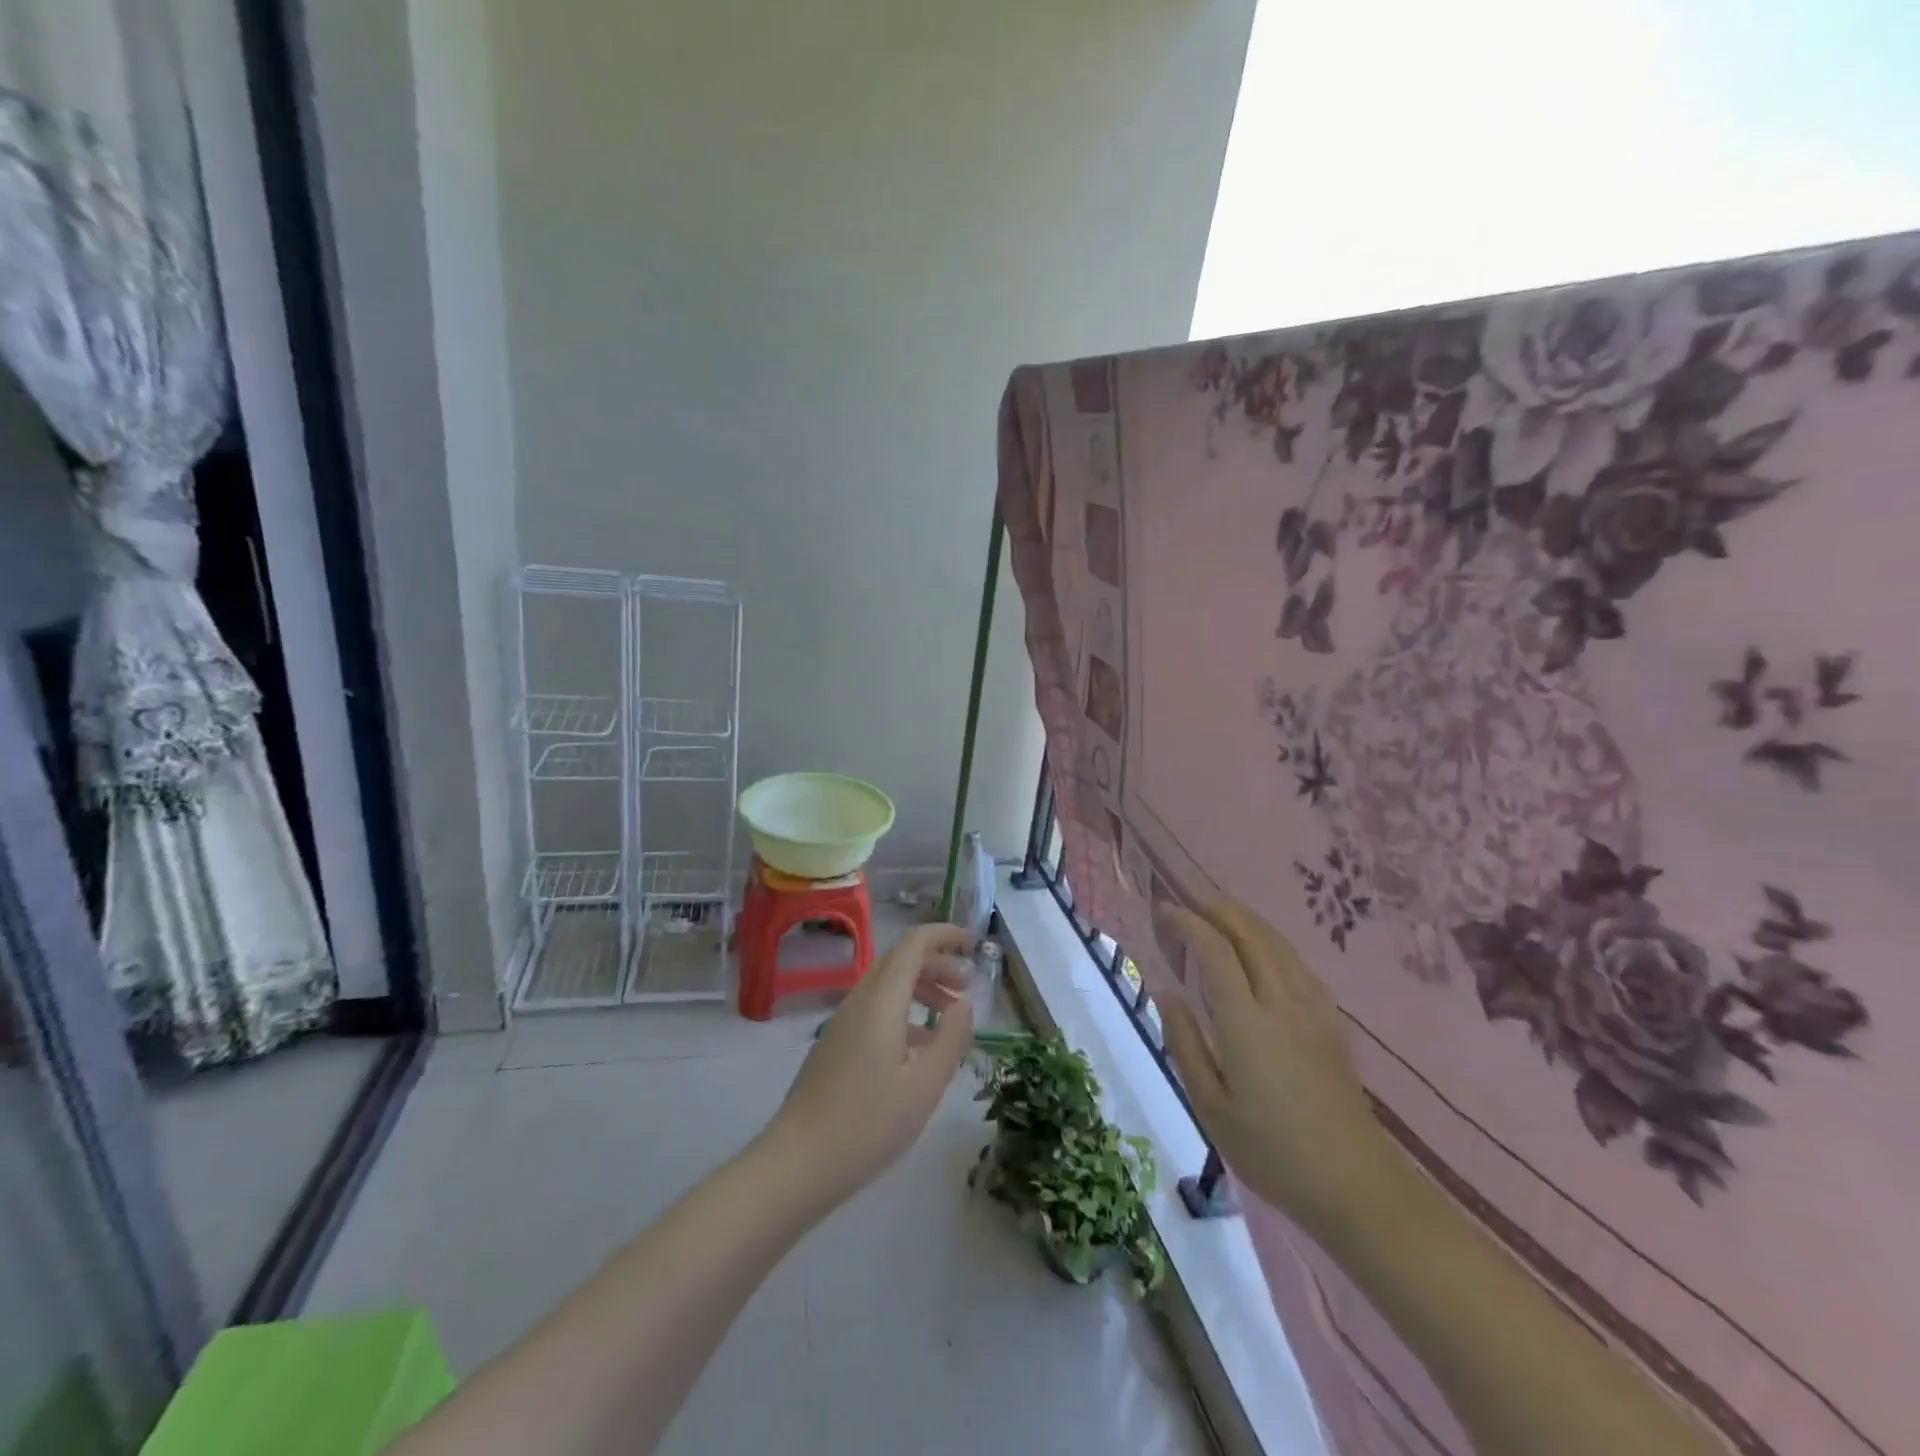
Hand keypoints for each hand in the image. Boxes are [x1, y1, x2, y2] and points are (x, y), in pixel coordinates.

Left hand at [763, 923, 976, 1207]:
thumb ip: (950, 1039)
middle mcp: (859, 1000)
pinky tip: (920, 1046)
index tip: (974, 944)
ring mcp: (843, 1022)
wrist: (796, 1164)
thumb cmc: (867, 1126)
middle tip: (967, 988)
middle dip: (937, 963)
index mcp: (881, 1002)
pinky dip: (904, 1011)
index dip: (945, 935)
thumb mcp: (924, 1087)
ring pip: (887, 985)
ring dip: (921, 988)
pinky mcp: (836, 1043)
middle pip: (900, 960)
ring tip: (949, 1016)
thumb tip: (964, 1004)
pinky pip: (875, 1008)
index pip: (914, 944)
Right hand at [1159, 899, 1398, 1243]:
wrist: (1356, 1185)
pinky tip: (1269, 951)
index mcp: (1246, 1021)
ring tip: (1223, 912)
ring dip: (1248, 920)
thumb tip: (1167, 993)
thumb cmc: (1272, 1151)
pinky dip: (1275, 944)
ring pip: (1279, 946)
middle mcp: (1281, 1003)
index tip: (1165, 910)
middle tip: (1191, 900)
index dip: (1188, 923)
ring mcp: (1312, 1011)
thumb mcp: (1210, 1106)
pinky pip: (1300, 965)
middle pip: (1252, 935)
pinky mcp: (1332, 1025)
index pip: (1214, 951)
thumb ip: (1186, 1043)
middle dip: (1220, 909)